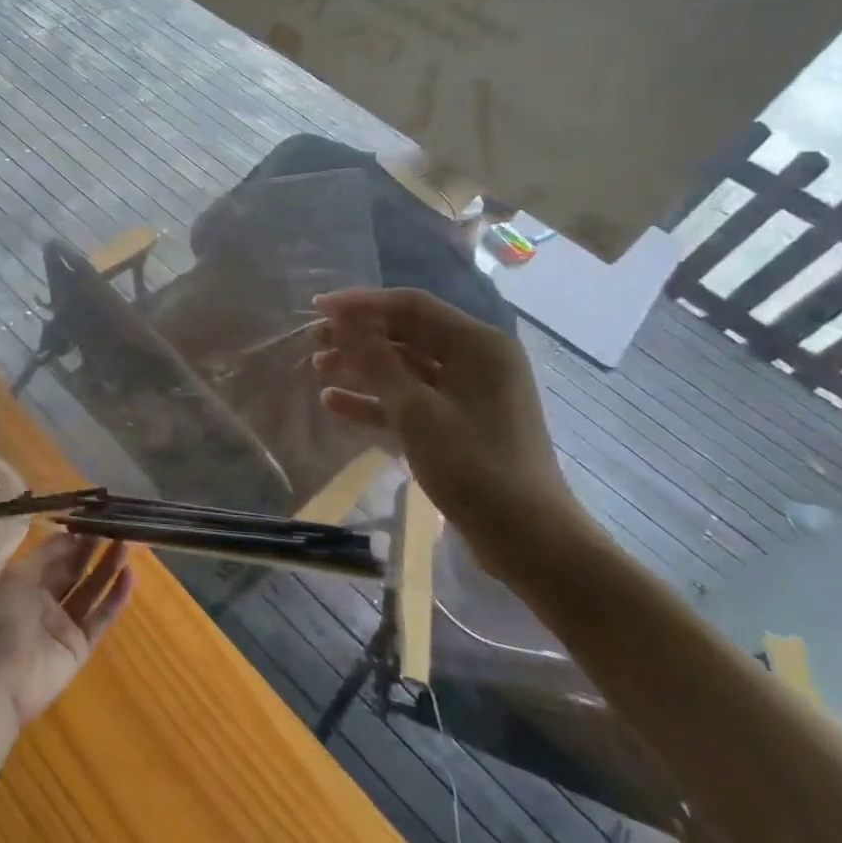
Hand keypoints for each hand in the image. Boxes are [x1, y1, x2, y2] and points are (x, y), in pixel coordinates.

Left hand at [0, 534, 132, 727]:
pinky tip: (128, 577)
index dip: (72, 538)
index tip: (92, 518)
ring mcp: (63, 625)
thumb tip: (70, 534)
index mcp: (24, 582)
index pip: (53, 555)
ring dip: (107, 569)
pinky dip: (115, 599)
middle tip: (114, 526)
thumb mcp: (16, 577)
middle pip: (74, 570)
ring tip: (125, 544)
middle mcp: (45, 600)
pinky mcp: (80, 647)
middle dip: (92, 549)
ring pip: (90, 591)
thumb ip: (45, 556)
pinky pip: (101, 618)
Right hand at [311, 287, 592, 584]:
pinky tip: (334, 402)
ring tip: (318, 366)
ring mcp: (468, 393)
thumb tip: (342, 322)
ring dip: (361, 366)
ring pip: (404, 366)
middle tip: (314, 339)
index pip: (411, 306)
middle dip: (358, 335)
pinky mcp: (458, 423)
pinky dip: (375, 399)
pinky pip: (410, 398)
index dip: (361, 303)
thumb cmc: (473, 466)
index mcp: (477, 345)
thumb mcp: (416, 410)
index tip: (318, 307)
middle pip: (406, 333)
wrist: (527, 539)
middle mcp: (476, 360)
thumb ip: (376, 361)